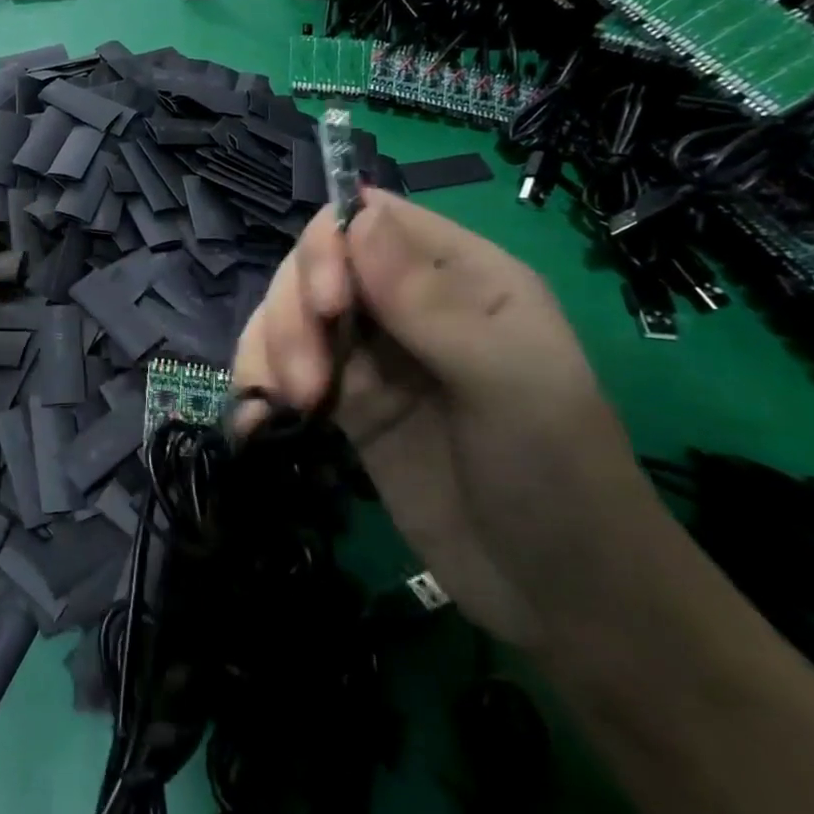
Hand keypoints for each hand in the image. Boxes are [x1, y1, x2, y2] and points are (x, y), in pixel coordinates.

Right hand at [233, 192, 661, 649]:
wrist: (558, 596)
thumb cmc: (558, 474)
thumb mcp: (509, 382)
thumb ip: (430, 301)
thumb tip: (357, 216)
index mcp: (460, 276)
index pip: (369, 222)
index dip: (330, 247)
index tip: (326, 305)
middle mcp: (406, 303)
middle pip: (313, 269)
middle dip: (294, 315)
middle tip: (308, 384)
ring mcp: (369, 355)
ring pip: (287, 316)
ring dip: (270, 351)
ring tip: (291, 408)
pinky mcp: (342, 403)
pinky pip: (279, 369)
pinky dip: (256, 385)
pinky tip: (255, 421)